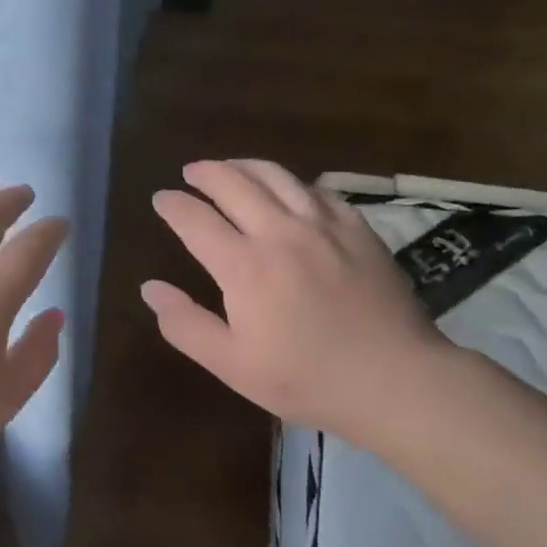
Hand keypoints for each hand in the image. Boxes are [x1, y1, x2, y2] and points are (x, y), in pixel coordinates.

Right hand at [142, 159, 454, 445]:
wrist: (396, 380)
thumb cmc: (308, 378)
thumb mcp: (233, 365)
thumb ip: (186, 325)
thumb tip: (149, 288)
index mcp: (244, 266)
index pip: (195, 219)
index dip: (173, 205)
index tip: (161, 199)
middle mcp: (279, 232)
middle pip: (233, 183)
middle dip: (205, 173)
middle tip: (191, 173)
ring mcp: (322, 225)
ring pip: (275, 175)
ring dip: (244, 165)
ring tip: (230, 167)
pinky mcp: (356, 228)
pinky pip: (317, 190)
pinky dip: (292, 182)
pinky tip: (289, 189)